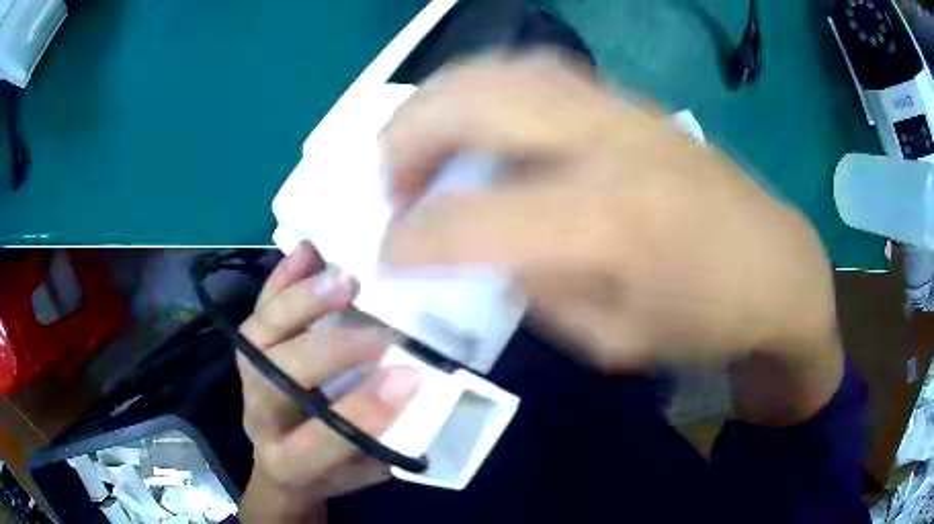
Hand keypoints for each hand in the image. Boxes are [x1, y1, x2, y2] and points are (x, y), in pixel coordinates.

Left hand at [237, 242, 421, 522]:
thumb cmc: (331, 471)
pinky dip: (281, 279)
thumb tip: (423, 390)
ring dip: (301, 304)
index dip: (365, 409)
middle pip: (279, 379)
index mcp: (291, 463)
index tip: (412, 377)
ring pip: (260, 336)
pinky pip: (258, 309)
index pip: (323, 438)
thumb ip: (388, 439)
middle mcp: (259, 418)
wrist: (283, 464)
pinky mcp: (246, 351)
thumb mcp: (365, 472)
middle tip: (382, 331)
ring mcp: (245, 380)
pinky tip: (308, 252)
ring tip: (344, 279)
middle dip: (332, 352)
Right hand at [380, 54, 841, 424]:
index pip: (468, 220)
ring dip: (439, 101)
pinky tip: (477, 115)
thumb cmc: (706, 322)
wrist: (778, 270)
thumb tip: (481, 253)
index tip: (384, 256)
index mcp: (607, 228)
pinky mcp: (635, 102)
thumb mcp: (613, 343)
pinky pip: (539, 71)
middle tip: (386, 181)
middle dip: (404, 140)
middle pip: (472, 106)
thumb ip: (536, 292)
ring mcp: (624, 111)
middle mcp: (608, 147)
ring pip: (502, 71)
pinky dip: (486, 86)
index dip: (407, 240)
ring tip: (417, 139)